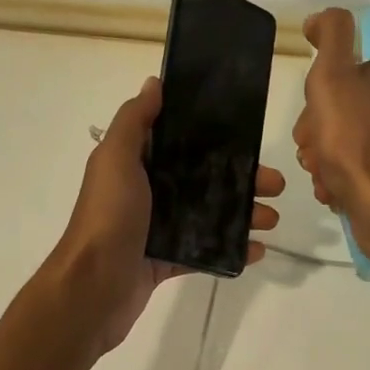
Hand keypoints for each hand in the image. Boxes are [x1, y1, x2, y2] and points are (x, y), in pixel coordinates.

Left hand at [46, 76, 283, 353]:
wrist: (93, 287)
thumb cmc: (109, 216)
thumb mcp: (116, 158)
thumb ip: (134, 120)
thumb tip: (155, 82)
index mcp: (134, 163)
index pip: (180, 142)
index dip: (214, 137)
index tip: (250, 136)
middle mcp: (146, 192)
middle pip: (202, 178)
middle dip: (241, 179)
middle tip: (275, 185)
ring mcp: (156, 229)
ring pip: (207, 214)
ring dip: (242, 214)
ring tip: (272, 219)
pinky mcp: (164, 262)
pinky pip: (204, 251)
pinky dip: (231, 250)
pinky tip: (257, 250)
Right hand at [292, 8, 369, 253]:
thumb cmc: (356, 142)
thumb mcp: (333, 78)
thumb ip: (330, 37)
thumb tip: (321, 16)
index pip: (344, 71)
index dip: (319, 95)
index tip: (312, 119)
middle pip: (344, 109)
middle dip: (320, 134)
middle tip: (314, 153)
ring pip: (350, 141)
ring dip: (327, 159)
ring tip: (325, 177)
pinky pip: (365, 169)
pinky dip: (346, 179)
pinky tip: (338, 192)